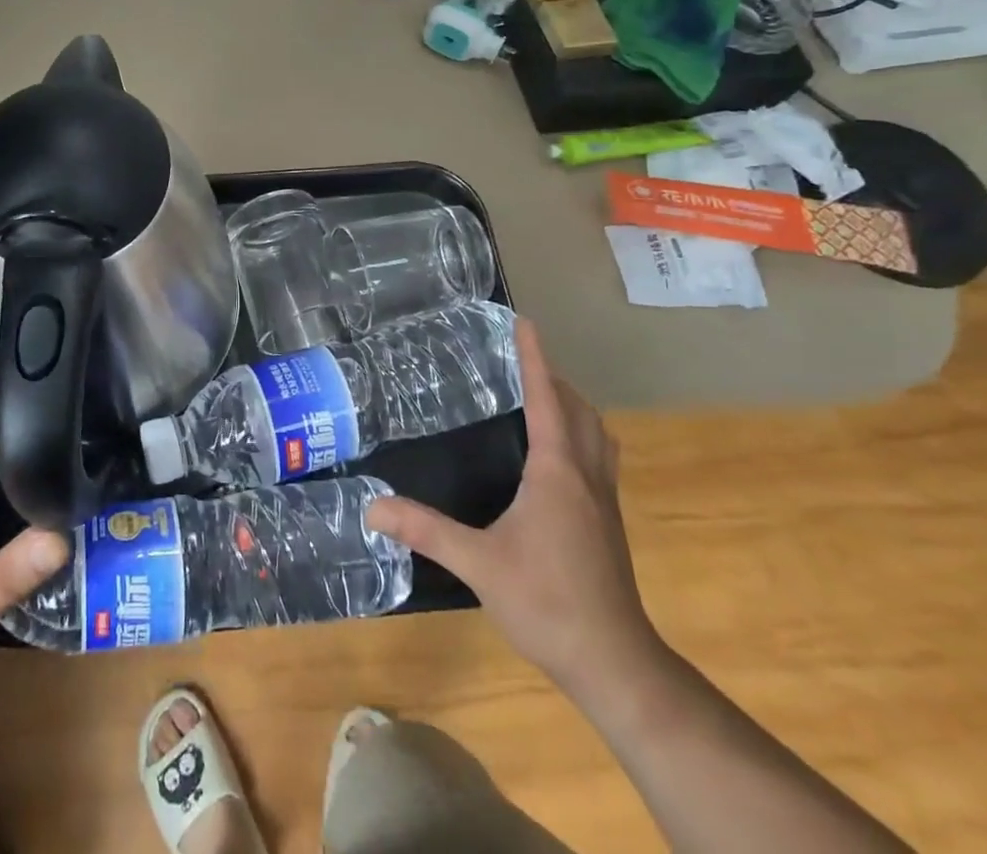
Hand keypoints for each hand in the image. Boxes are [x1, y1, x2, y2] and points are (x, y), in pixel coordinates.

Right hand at [366, 318, 661, 705]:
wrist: (614, 663)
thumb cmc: (547, 602)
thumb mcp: (477, 563)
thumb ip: (425, 530)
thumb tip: (372, 506)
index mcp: (557, 472)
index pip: (546, 399)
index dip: (534, 359)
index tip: (525, 323)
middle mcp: (586, 476)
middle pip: (579, 410)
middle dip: (554, 379)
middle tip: (521, 362)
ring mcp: (604, 501)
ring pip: (598, 434)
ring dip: (574, 407)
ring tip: (542, 399)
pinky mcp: (609, 523)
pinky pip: (599, 458)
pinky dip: (581, 436)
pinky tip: (557, 459)